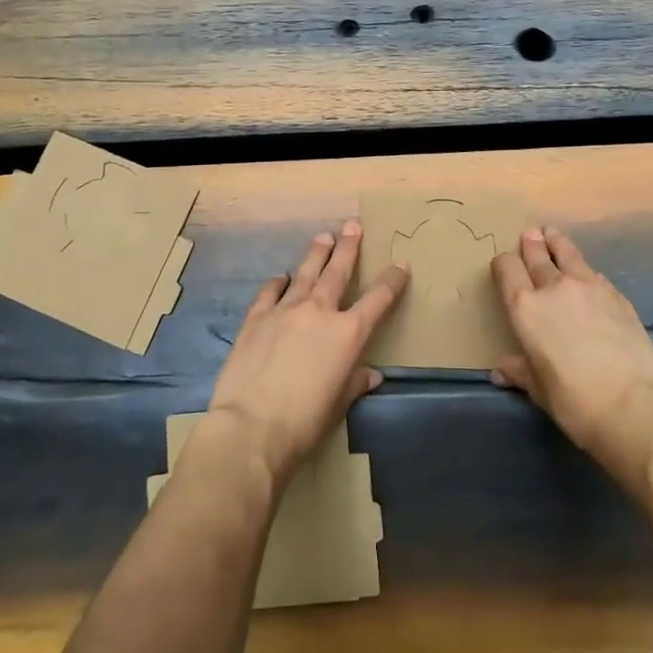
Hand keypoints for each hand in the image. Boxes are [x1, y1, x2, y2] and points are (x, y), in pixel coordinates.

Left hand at [207, 220, 408, 486]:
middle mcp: (319, 311)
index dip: (392, 280)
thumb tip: (370, 375)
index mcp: (348, 333)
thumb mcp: (338, 405)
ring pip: (305, 273)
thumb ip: (355, 383)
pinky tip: (281, 277)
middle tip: (353, 226)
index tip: (401, 265)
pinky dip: (278, 283)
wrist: (251, 427)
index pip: (379, 299)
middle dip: (348, 247)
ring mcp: (285, 310)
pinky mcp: (256, 318)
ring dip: (316, 254)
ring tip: (323, 237)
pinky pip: (270, 292)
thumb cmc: (304, 422)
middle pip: (338, 271)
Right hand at [490, 227, 652, 466]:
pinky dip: (584, 269)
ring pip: (567, 253)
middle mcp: (553, 287)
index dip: (503, 264)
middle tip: (530, 234)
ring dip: (557, 243)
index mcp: (525, 308)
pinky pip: (593, 273)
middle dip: (531, 244)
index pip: (507, 270)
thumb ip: (520, 371)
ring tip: (553, 235)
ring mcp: (587, 286)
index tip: (504, 265)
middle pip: (537, 255)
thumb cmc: (574, 401)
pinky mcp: (616, 294)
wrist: (632, 403)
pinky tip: (586, 273)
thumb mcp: (539, 389)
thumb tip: (501, 370)